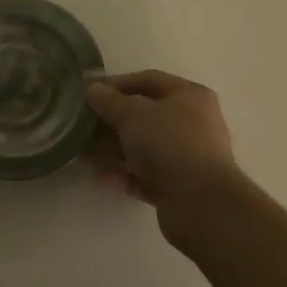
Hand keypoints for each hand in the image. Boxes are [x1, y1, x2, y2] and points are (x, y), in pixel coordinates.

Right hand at [85, 70, 246, 245]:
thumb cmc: (169, 144)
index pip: (149, 80)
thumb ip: (110, 101)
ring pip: (145, 147)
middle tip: (84, 124)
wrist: (201, 206)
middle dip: (113, 119)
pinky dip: (125, 174)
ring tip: (84, 151)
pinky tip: (101, 175)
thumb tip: (93, 89)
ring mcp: (187, 158)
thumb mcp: (133, 114)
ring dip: (115, 148)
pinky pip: (146, 175)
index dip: (118, 84)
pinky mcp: (179, 188)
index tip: (91, 93)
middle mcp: (193, 124)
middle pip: (146, 115)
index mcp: (190, 97)